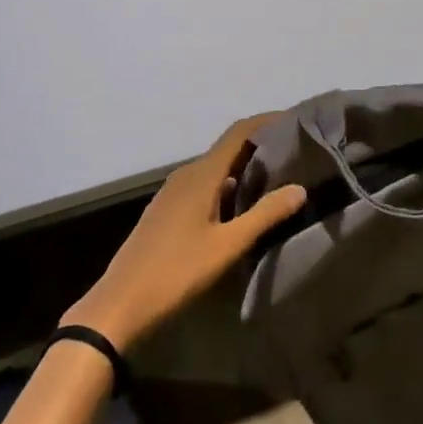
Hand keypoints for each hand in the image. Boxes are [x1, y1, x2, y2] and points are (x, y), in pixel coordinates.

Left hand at [61, 115, 307, 349]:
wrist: (122, 302)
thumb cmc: (178, 271)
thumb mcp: (228, 246)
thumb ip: (265, 215)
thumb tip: (300, 187)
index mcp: (201, 174)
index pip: (238, 133)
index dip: (267, 121)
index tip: (296, 121)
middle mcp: (186, 175)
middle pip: (228, 149)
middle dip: (261, 146)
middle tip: (297, 154)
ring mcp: (174, 193)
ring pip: (216, 170)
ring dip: (245, 169)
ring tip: (278, 179)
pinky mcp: (168, 211)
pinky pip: (204, 187)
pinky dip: (228, 188)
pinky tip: (243, 208)